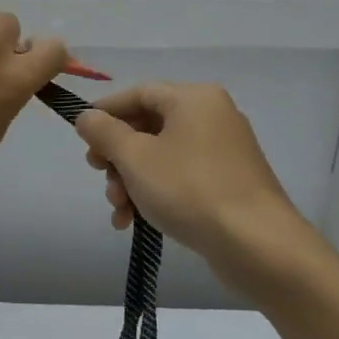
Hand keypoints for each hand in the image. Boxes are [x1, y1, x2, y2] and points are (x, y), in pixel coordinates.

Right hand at [74, 83, 327, 297]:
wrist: (257, 245)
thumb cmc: (189, 189)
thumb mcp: (135, 158)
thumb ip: (104, 132)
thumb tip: (86, 117)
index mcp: (193, 98)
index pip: (138, 93)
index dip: (105, 112)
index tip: (81, 136)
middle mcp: (212, 116)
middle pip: (149, 126)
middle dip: (117, 155)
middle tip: (99, 174)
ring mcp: (223, 151)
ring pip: (162, 156)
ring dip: (131, 180)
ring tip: (118, 209)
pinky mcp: (228, 182)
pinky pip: (181, 177)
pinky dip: (155, 193)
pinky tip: (134, 221)